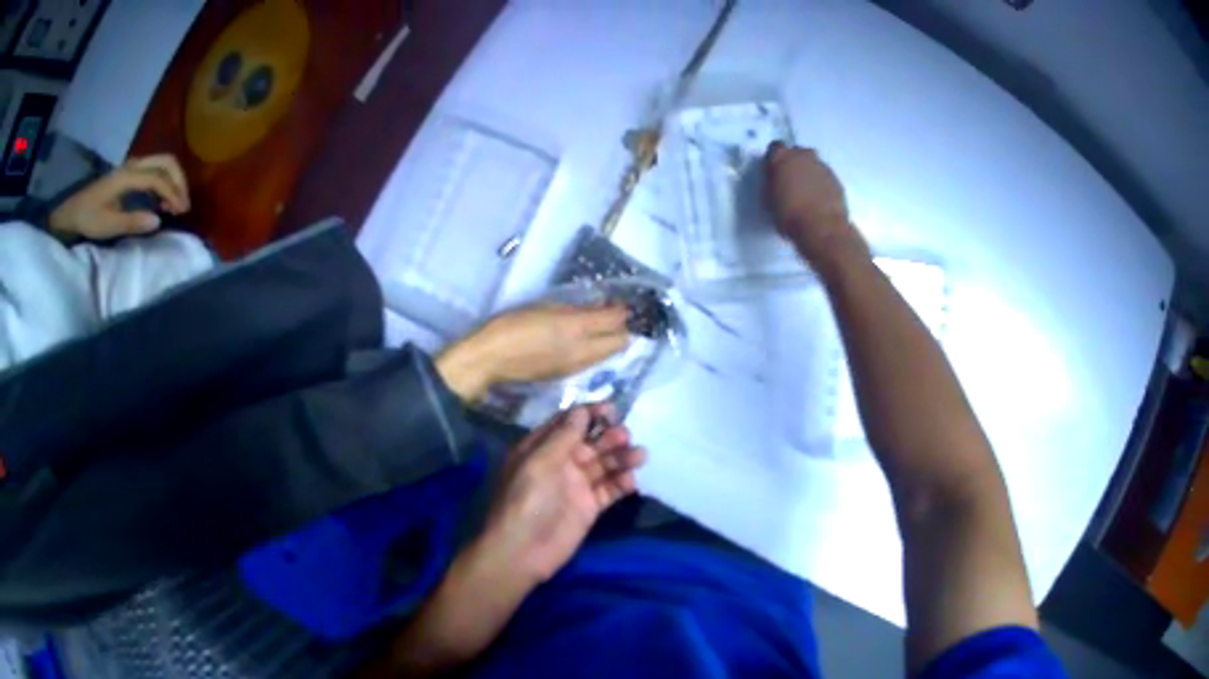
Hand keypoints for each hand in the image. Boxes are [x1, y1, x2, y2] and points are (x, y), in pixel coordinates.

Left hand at [49, 154, 190, 239]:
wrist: (73, 211)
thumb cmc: (89, 219)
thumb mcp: (108, 225)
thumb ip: (133, 222)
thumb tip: (159, 221)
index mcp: (128, 176)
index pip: (158, 178)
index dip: (172, 193)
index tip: (182, 211)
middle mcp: (133, 165)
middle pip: (166, 162)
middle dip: (178, 181)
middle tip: (184, 204)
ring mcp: (132, 166)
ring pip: (162, 163)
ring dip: (173, 180)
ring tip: (175, 203)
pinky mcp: (130, 172)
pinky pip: (155, 169)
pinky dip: (164, 180)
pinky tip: (162, 199)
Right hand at [436, 304, 628, 400]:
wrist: (490, 359)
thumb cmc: (512, 324)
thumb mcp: (545, 306)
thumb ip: (575, 308)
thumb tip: (597, 306)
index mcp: (576, 328)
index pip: (615, 319)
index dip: (621, 309)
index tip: (616, 300)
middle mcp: (583, 351)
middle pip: (621, 342)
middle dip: (622, 328)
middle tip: (610, 315)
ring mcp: (577, 367)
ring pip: (608, 355)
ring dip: (610, 341)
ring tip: (597, 328)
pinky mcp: (567, 376)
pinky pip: (593, 363)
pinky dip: (595, 351)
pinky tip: (581, 342)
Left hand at [481, 403, 645, 582]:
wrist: (521, 551)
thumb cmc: (525, 501)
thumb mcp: (540, 463)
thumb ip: (563, 437)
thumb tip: (582, 410)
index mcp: (541, 448)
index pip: (569, 423)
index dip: (590, 414)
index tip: (612, 409)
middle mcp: (560, 463)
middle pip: (590, 442)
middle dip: (609, 436)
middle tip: (625, 435)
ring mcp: (576, 485)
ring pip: (603, 465)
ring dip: (621, 457)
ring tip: (639, 455)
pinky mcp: (589, 507)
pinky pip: (609, 489)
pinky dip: (622, 483)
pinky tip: (632, 480)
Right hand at [765, 141, 867, 268]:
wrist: (822, 228)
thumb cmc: (788, 214)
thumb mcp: (769, 198)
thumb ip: (773, 182)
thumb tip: (777, 179)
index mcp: (782, 157)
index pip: (775, 148)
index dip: (775, 160)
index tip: (774, 173)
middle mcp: (803, 155)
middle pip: (797, 152)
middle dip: (794, 163)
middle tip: (791, 182)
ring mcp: (822, 166)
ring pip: (813, 164)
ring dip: (809, 174)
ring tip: (806, 194)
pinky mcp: (836, 179)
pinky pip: (824, 177)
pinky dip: (821, 185)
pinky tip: (818, 201)